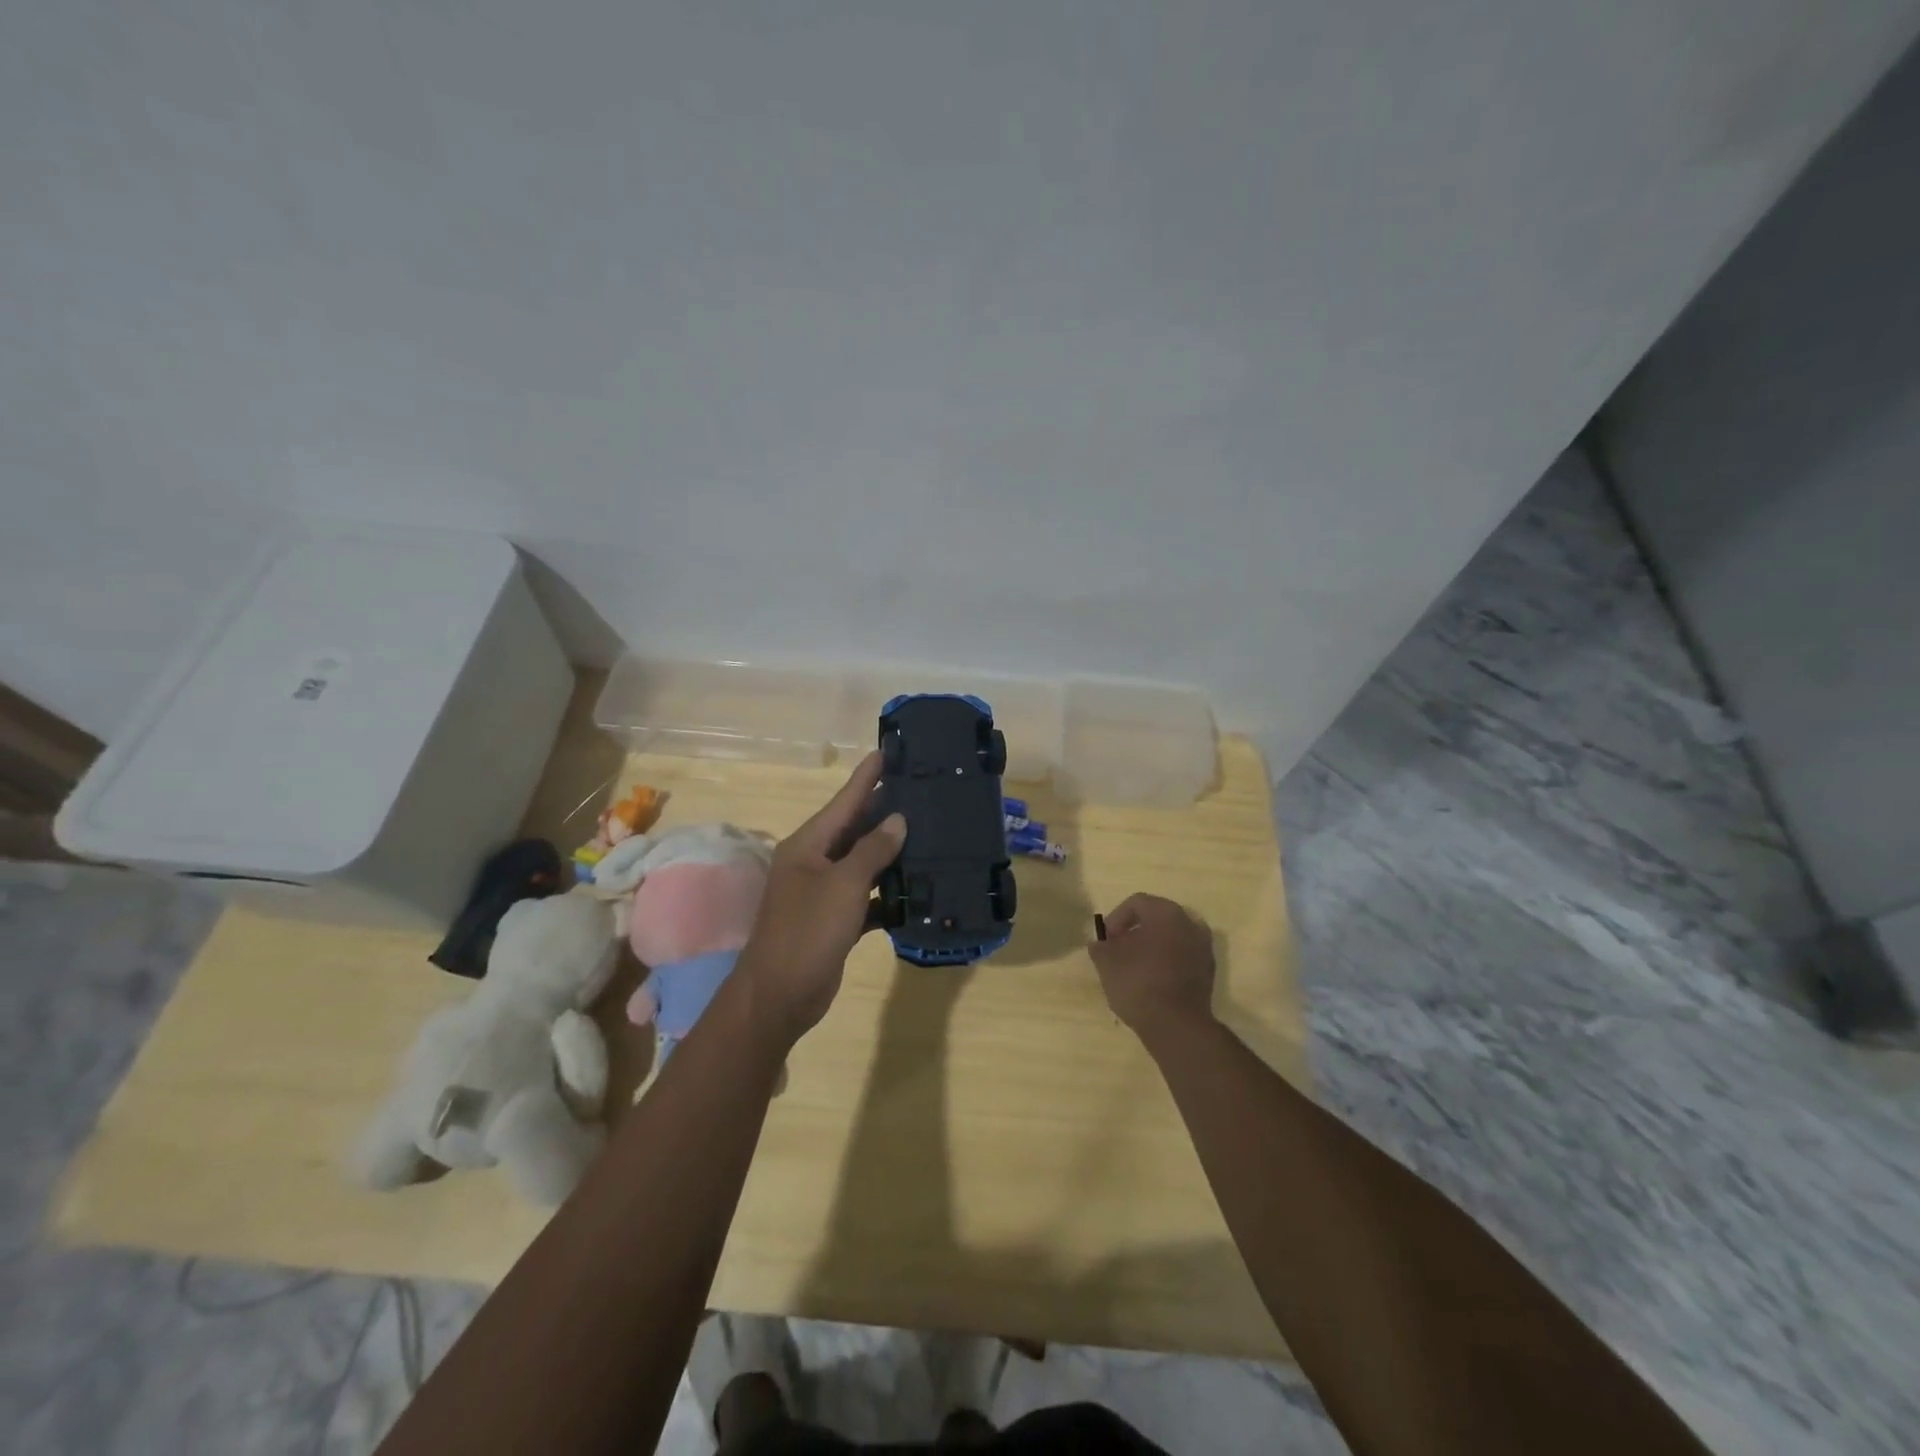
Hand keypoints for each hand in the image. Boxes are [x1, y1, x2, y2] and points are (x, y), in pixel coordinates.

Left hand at [737, 752, 904, 1044]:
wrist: (780, 995)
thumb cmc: (807, 931)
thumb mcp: (843, 885)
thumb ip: (872, 851)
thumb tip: (897, 820)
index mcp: (808, 844)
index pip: (844, 801)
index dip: (866, 777)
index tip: (887, 751)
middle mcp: (814, 862)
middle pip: (854, 828)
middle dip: (884, 810)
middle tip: (920, 790)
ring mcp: (823, 892)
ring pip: (863, 862)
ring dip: (890, 852)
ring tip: (927, 832)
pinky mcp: (835, 920)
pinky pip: (866, 896)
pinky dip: (887, 893)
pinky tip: (916, 889)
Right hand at [1089, 893, 1216, 1045]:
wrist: (1177, 1026)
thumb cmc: (1139, 983)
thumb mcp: (1107, 963)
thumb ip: (1100, 947)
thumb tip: (1100, 943)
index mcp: (1166, 913)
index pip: (1137, 903)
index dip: (1116, 918)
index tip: (1106, 940)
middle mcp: (1190, 923)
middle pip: (1157, 917)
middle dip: (1135, 931)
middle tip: (1118, 949)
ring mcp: (1204, 947)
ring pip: (1172, 937)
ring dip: (1152, 946)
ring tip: (1135, 965)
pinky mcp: (1208, 971)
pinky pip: (1183, 955)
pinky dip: (1167, 961)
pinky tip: (1153, 980)